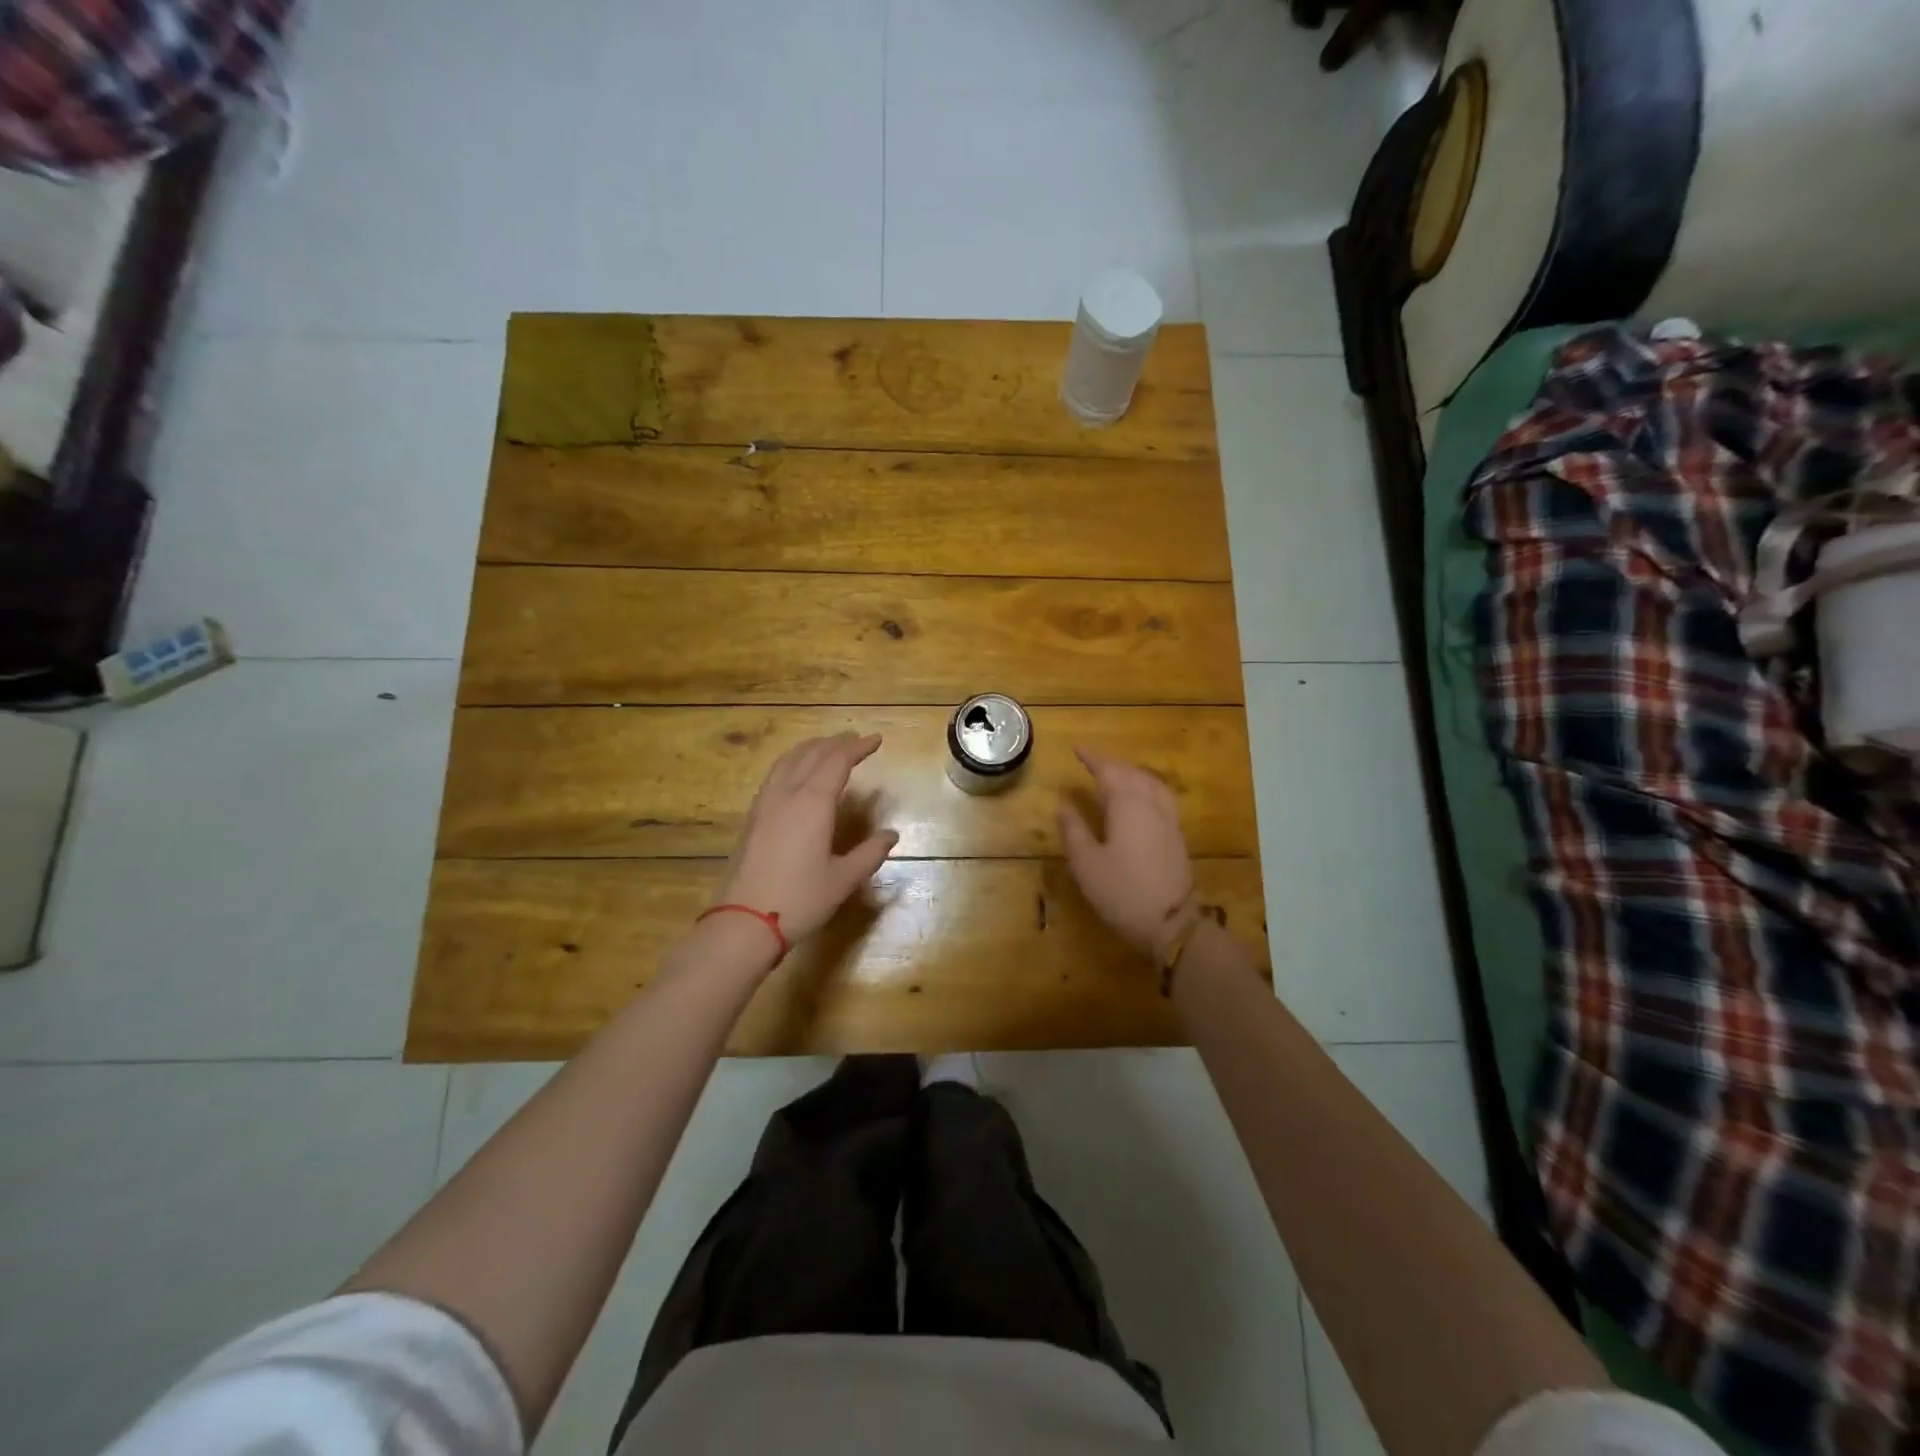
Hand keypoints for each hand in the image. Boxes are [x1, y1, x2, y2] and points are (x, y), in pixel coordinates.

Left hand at [715, 733, 898, 946]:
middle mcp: (786, 794)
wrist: (743, 922)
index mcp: (812, 803)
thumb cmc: (799, 900)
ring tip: (827, 748)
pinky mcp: (752, 817)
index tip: (876, 739)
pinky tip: (797, 775)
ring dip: (811, 748)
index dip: (858, 747)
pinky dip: (793, 762)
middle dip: (836, 742)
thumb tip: (891, 835)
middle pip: (811, 753)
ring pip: (788, 760)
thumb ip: (870, 853)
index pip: (837, 761)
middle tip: (856, 739)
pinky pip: (775, 775)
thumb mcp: (843, 879)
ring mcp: (764, 804)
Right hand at [1059, 748, 1195, 957]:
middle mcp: (1151, 804)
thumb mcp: (1086, 863)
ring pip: (1151, 783)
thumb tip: (1064, 804)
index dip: (1092, 758)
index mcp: (1127, 805)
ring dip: (1131, 773)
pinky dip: (1146, 787)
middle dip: (1111, 764)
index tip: (1077, 749)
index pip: (1108, 771)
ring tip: (1116, 775)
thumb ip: (1074, 829)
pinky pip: (1161, 797)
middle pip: (1131, 773)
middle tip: (1092, 761)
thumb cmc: (1121, 891)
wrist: (1170, 922)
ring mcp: (1168, 819)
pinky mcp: (1176, 835)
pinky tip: (1141, 798)